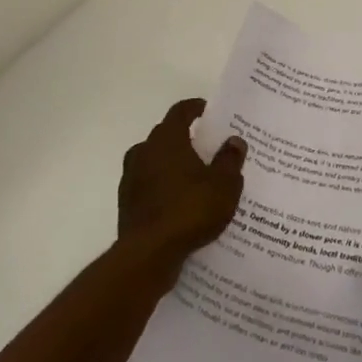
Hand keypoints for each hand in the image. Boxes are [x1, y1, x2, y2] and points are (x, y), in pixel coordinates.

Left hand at [117, 98, 245, 274]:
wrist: (148, 254)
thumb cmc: (190, 210)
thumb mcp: (223, 185)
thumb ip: (230, 160)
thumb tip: (234, 141)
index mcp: (167, 139)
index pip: (180, 112)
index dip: (195, 108)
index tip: (207, 111)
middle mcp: (144, 151)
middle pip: (166, 135)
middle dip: (185, 138)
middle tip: (207, 147)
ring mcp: (131, 177)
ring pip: (155, 160)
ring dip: (172, 164)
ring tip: (194, 177)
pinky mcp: (127, 202)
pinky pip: (149, 184)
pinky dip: (163, 186)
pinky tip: (179, 202)